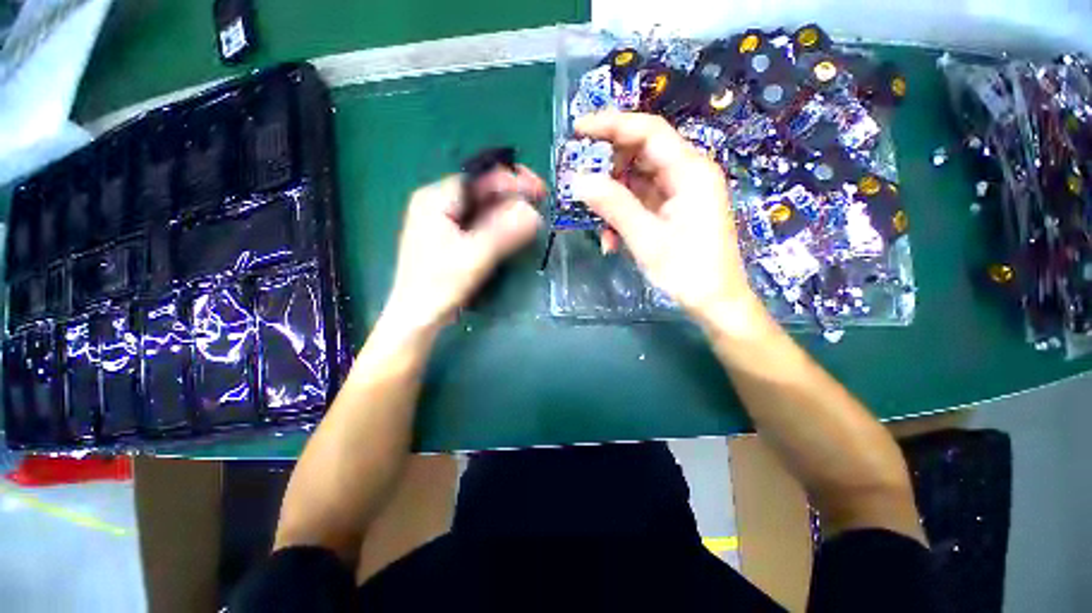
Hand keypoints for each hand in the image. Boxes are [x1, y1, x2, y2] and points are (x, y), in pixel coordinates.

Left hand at [382, 168, 544, 334]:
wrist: (417, 316)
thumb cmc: (439, 285)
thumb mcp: (474, 257)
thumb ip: (503, 232)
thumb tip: (534, 212)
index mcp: (435, 198)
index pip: (479, 177)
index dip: (512, 179)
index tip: (539, 189)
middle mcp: (436, 203)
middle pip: (480, 190)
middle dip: (511, 194)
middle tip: (539, 202)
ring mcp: (441, 220)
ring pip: (481, 206)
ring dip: (507, 209)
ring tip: (531, 215)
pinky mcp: (448, 237)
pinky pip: (478, 222)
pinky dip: (497, 223)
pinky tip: (512, 229)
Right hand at [572, 111, 762, 324]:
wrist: (715, 302)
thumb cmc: (687, 270)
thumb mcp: (646, 238)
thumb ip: (614, 205)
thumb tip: (578, 180)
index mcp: (690, 171)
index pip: (648, 131)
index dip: (612, 125)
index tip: (578, 129)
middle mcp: (687, 174)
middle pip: (641, 154)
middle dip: (608, 170)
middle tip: (580, 183)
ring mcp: (680, 193)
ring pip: (637, 181)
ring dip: (613, 200)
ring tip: (597, 225)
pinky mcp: (673, 211)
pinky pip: (642, 202)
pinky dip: (623, 216)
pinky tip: (611, 240)